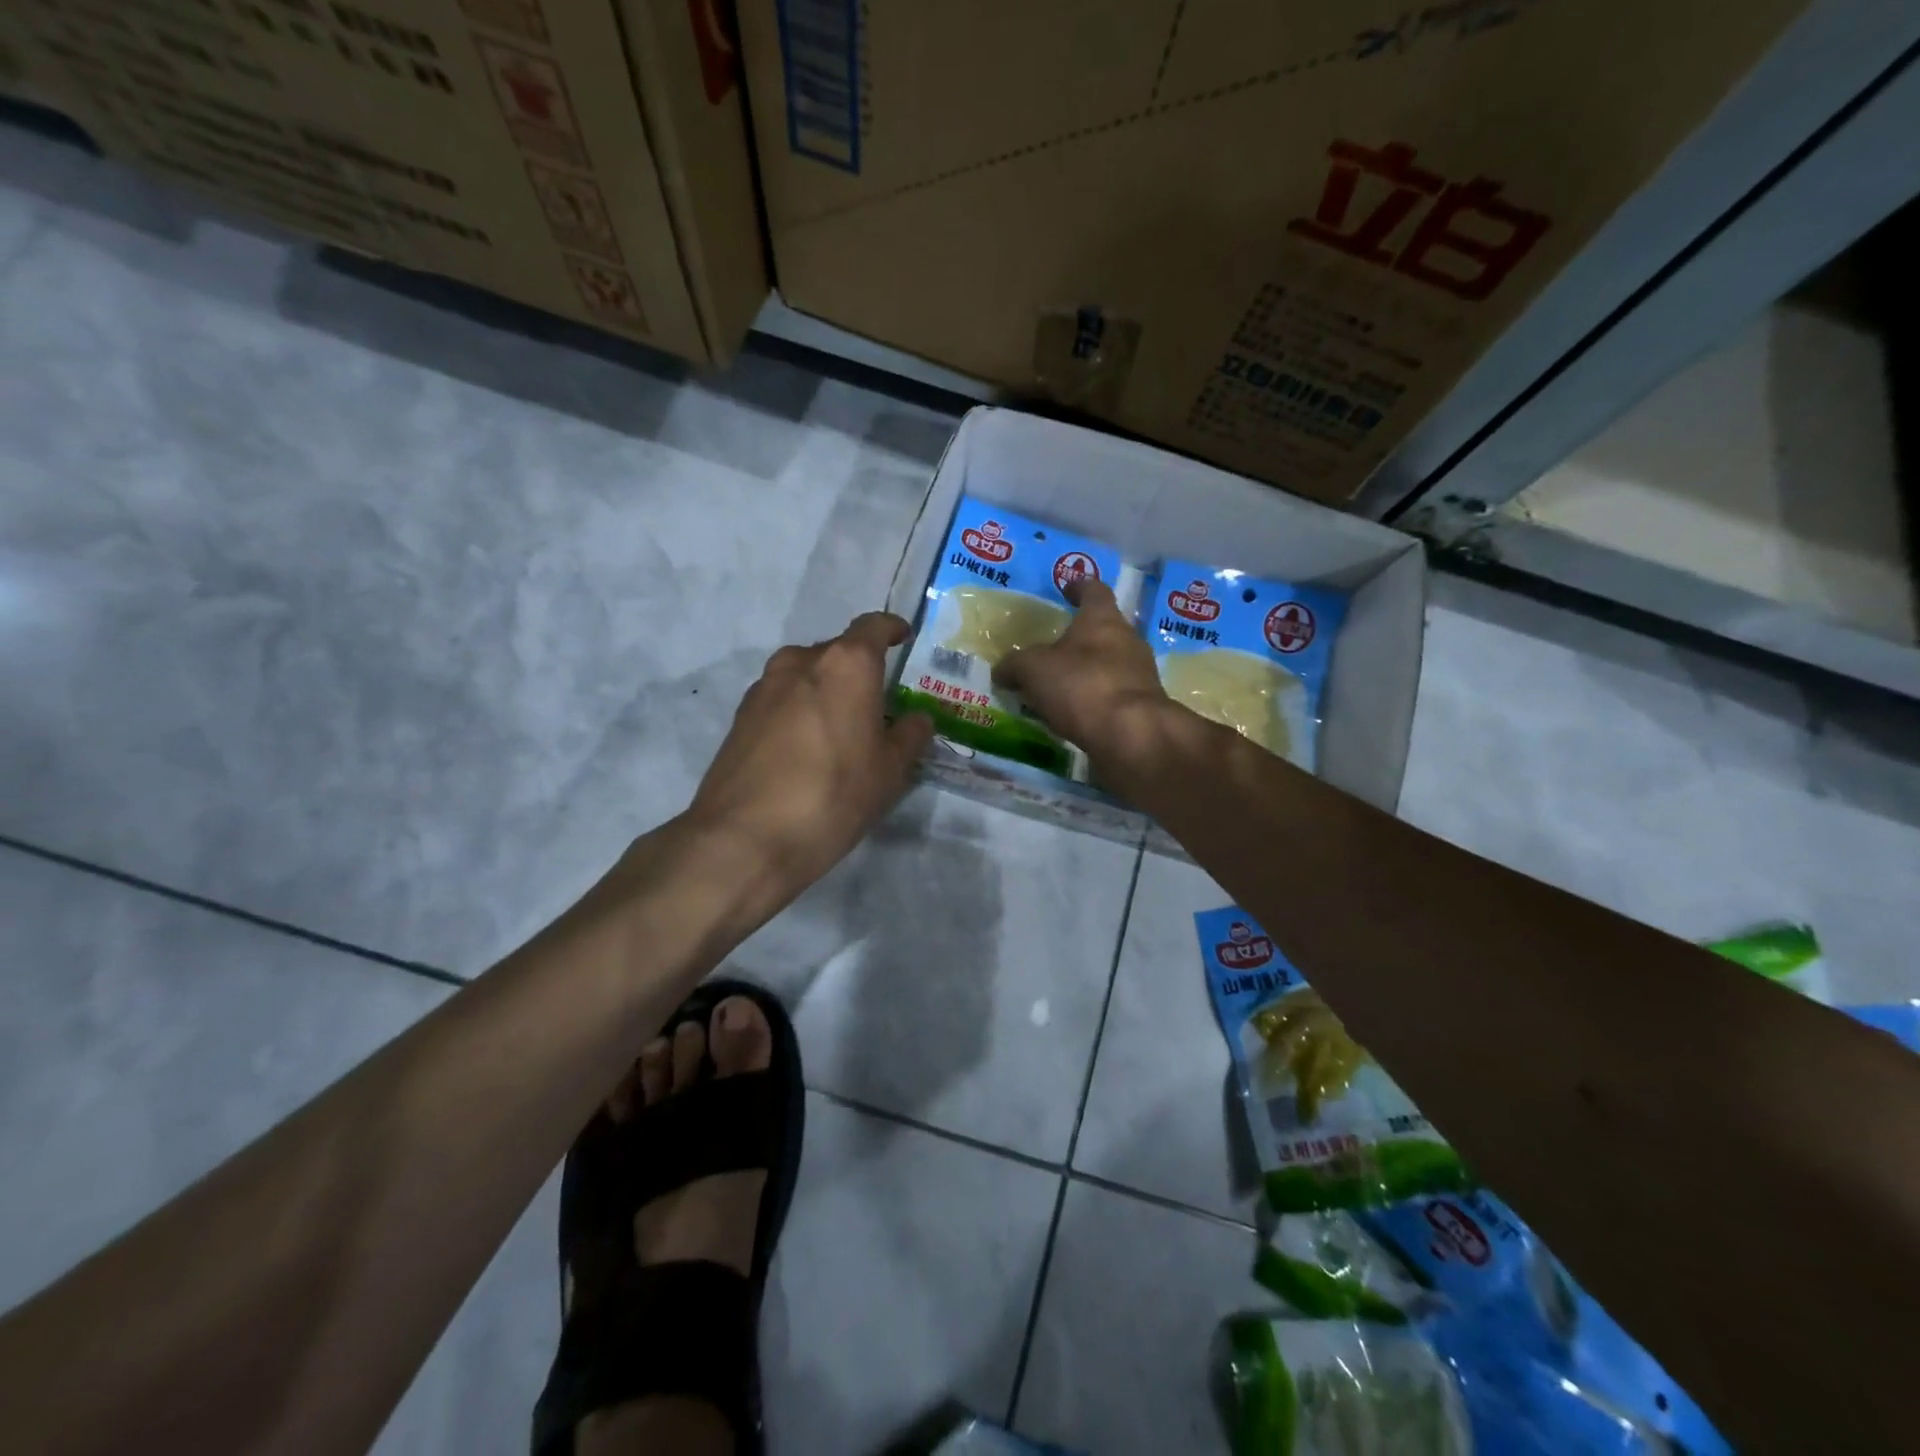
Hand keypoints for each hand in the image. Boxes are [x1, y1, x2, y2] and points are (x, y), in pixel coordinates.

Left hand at [684, 612, 934, 902]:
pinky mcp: (739, 717)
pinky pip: (781, 700)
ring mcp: (763, 687)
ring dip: (825, 692)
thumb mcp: (890, 771)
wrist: (745, 838)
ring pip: (805, 676)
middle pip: (837, 652)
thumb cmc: (834, 795)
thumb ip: (910, 736)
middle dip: (859, 671)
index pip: (873, 626)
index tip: (904, 638)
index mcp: (846, 664)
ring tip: (840, 731)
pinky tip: (806, 750)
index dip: (892, 629)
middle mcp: (800, 662)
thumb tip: (916, 719)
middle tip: (876, 706)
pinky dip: (799, 711)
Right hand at [992, 578, 1173, 770]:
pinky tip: (1075, 715)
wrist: (1132, 735)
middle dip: (1080, 638)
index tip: (1066, 588)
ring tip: (1060, 687)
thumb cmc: (1082, 685)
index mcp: (1102, 619)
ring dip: (1087, 672)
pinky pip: (1113, 695)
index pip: (1094, 590)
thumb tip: (1002, 671)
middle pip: (1104, 630)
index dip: (1079, 587)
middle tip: (1053, 649)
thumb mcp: (1033, 670)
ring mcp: (1141, 674)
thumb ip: (1015, 665)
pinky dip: (1095, 700)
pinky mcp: (1143, 707)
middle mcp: (1128, 640)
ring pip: (1110, 664)